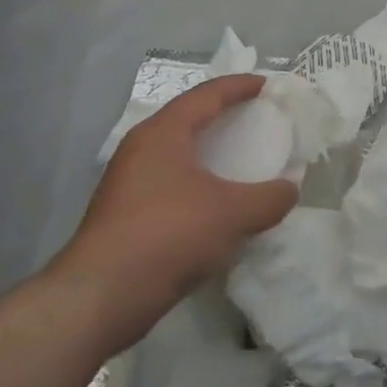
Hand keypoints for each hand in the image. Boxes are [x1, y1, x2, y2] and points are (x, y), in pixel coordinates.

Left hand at [51, 75, 297, 351]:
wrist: (97, 300)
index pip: (207, 94)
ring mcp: (128, 182)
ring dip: (210, 151)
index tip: (268, 85)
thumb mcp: (233, 214)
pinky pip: (170, 182)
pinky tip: (217, 202)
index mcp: (163, 132)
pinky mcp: (124, 214)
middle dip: (224, 114)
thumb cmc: (167, 236)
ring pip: (178, 152)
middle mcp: (142, 148)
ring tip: (241, 157)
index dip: (240, 86)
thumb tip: (290, 189)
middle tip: (257, 117)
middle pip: (189, 118)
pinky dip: (198, 180)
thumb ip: (270, 198)